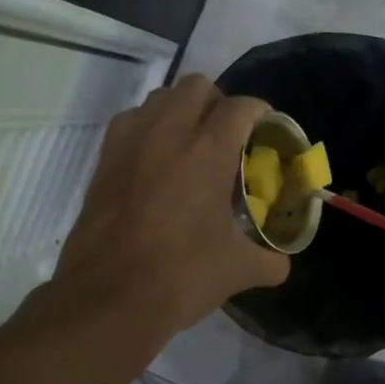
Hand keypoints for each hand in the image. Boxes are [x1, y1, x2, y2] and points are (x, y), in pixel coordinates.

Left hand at [51, 75, 288, 344]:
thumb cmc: (180, 276)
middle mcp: (167, 133)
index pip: (240, 107)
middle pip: (196, 86)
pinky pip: (130, 122)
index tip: (267, 128)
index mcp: (208, 151)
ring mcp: (130, 143)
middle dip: (218, 102)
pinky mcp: (103, 160)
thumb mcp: (236, 270)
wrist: (108, 297)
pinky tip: (155, 160)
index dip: (260, 112)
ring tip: (191, 143)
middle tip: (229, 134)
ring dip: (180, 109)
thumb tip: (281, 265)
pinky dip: (148, 127)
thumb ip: (268, 261)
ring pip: (159, 98)